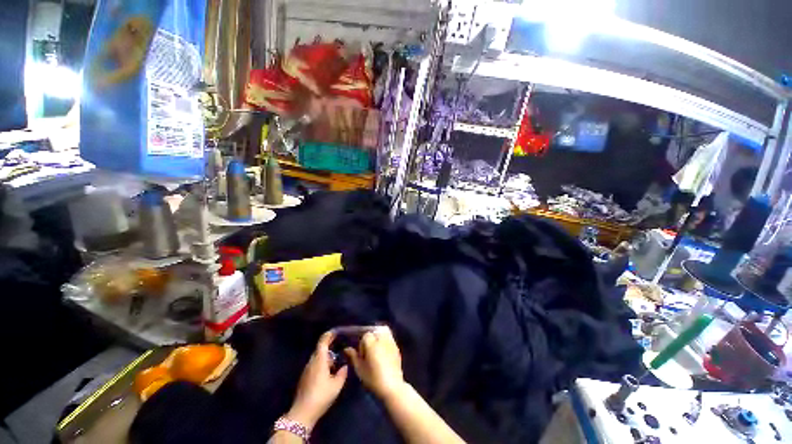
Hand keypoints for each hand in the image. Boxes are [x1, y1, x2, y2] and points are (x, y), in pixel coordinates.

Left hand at [288, 331, 347, 427]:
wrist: (303, 413)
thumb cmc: (321, 396)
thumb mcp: (337, 385)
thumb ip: (342, 373)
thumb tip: (345, 366)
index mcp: (319, 360)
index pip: (322, 342)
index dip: (329, 335)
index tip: (336, 331)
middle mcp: (311, 362)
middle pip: (320, 349)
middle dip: (329, 347)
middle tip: (339, 347)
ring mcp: (306, 370)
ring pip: (317, 358)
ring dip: (326, 358)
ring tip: (335, 362)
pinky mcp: (304, 378)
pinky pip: (314, 366)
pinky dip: (321, 365)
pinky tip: (328, 373)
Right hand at [344, 326, 404, 399]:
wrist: (392, 386)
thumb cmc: (373, 378)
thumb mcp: (360, 369)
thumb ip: (353, 356)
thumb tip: (347, 349)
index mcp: (372, 342)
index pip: (365, 335)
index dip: (361, 344)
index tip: (361, 355)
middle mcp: (382, 338)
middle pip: (374, 330)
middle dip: (370, 337)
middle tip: (367, 349)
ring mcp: (391, 341)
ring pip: (383, 330)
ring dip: (378, 335)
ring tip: (375, 347)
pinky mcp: (396, 346)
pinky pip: (390, 336)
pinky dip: (385, 338)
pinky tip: (382, 350)